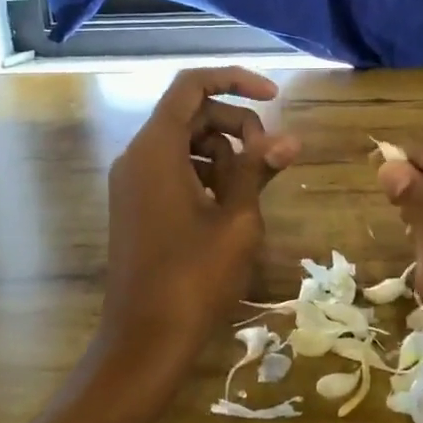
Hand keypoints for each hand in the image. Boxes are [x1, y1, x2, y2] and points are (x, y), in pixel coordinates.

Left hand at [96, 68, 299, 375]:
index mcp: (156, 148)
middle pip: (192, 113)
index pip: (192, 85)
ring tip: (250, 193)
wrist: (143, 342)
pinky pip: (173, 168)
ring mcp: (132, 181)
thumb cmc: (194, 278)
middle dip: (237, 125)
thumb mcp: (237, 219)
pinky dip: (205, 174)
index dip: (236, 80)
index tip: (275, 97)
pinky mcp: (136, 204)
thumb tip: (290, 139)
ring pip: (185, 142)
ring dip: (224, 154)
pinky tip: (227, 207)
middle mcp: (137, 155)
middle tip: (270, 158)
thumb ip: (258, 169)